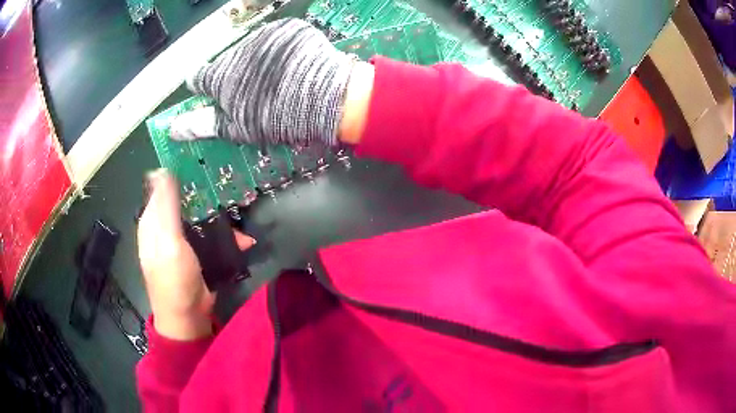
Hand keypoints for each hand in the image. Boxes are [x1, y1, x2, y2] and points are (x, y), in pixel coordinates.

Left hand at [137, 169, 254, 340]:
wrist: (189, 317)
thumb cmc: (174, 279)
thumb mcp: (168, 240)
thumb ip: (166, 206)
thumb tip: (161, 169)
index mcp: (152, 220)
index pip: (163, 186)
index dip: (179, 172)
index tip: (202, 160)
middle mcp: (165, 227)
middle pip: (184, 200)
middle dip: (205, 194)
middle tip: (228, 184)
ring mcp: (182, 241)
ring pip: (200, 216)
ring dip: (219, 216)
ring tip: (240, 213)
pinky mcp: (197, 253)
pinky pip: (211, 235)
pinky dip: (226, 236)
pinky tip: (243, 240)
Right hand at [172, 18, 359, 146]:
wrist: (328, 96)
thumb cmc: (278, 117)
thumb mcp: (237, 128)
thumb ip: (202, 125)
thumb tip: (173, 129)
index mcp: (221, 75)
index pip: (199, 78)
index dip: (205, 89)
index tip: (216, 95)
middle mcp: (238, 49)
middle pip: (226, 63)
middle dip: (233, 77)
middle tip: (254, 93)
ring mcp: (265, 35)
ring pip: (251, 50)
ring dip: (256, 62)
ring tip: (276, 80)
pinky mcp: (289, 28)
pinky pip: (276, 40)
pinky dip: (278, 51)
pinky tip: (291, 66)